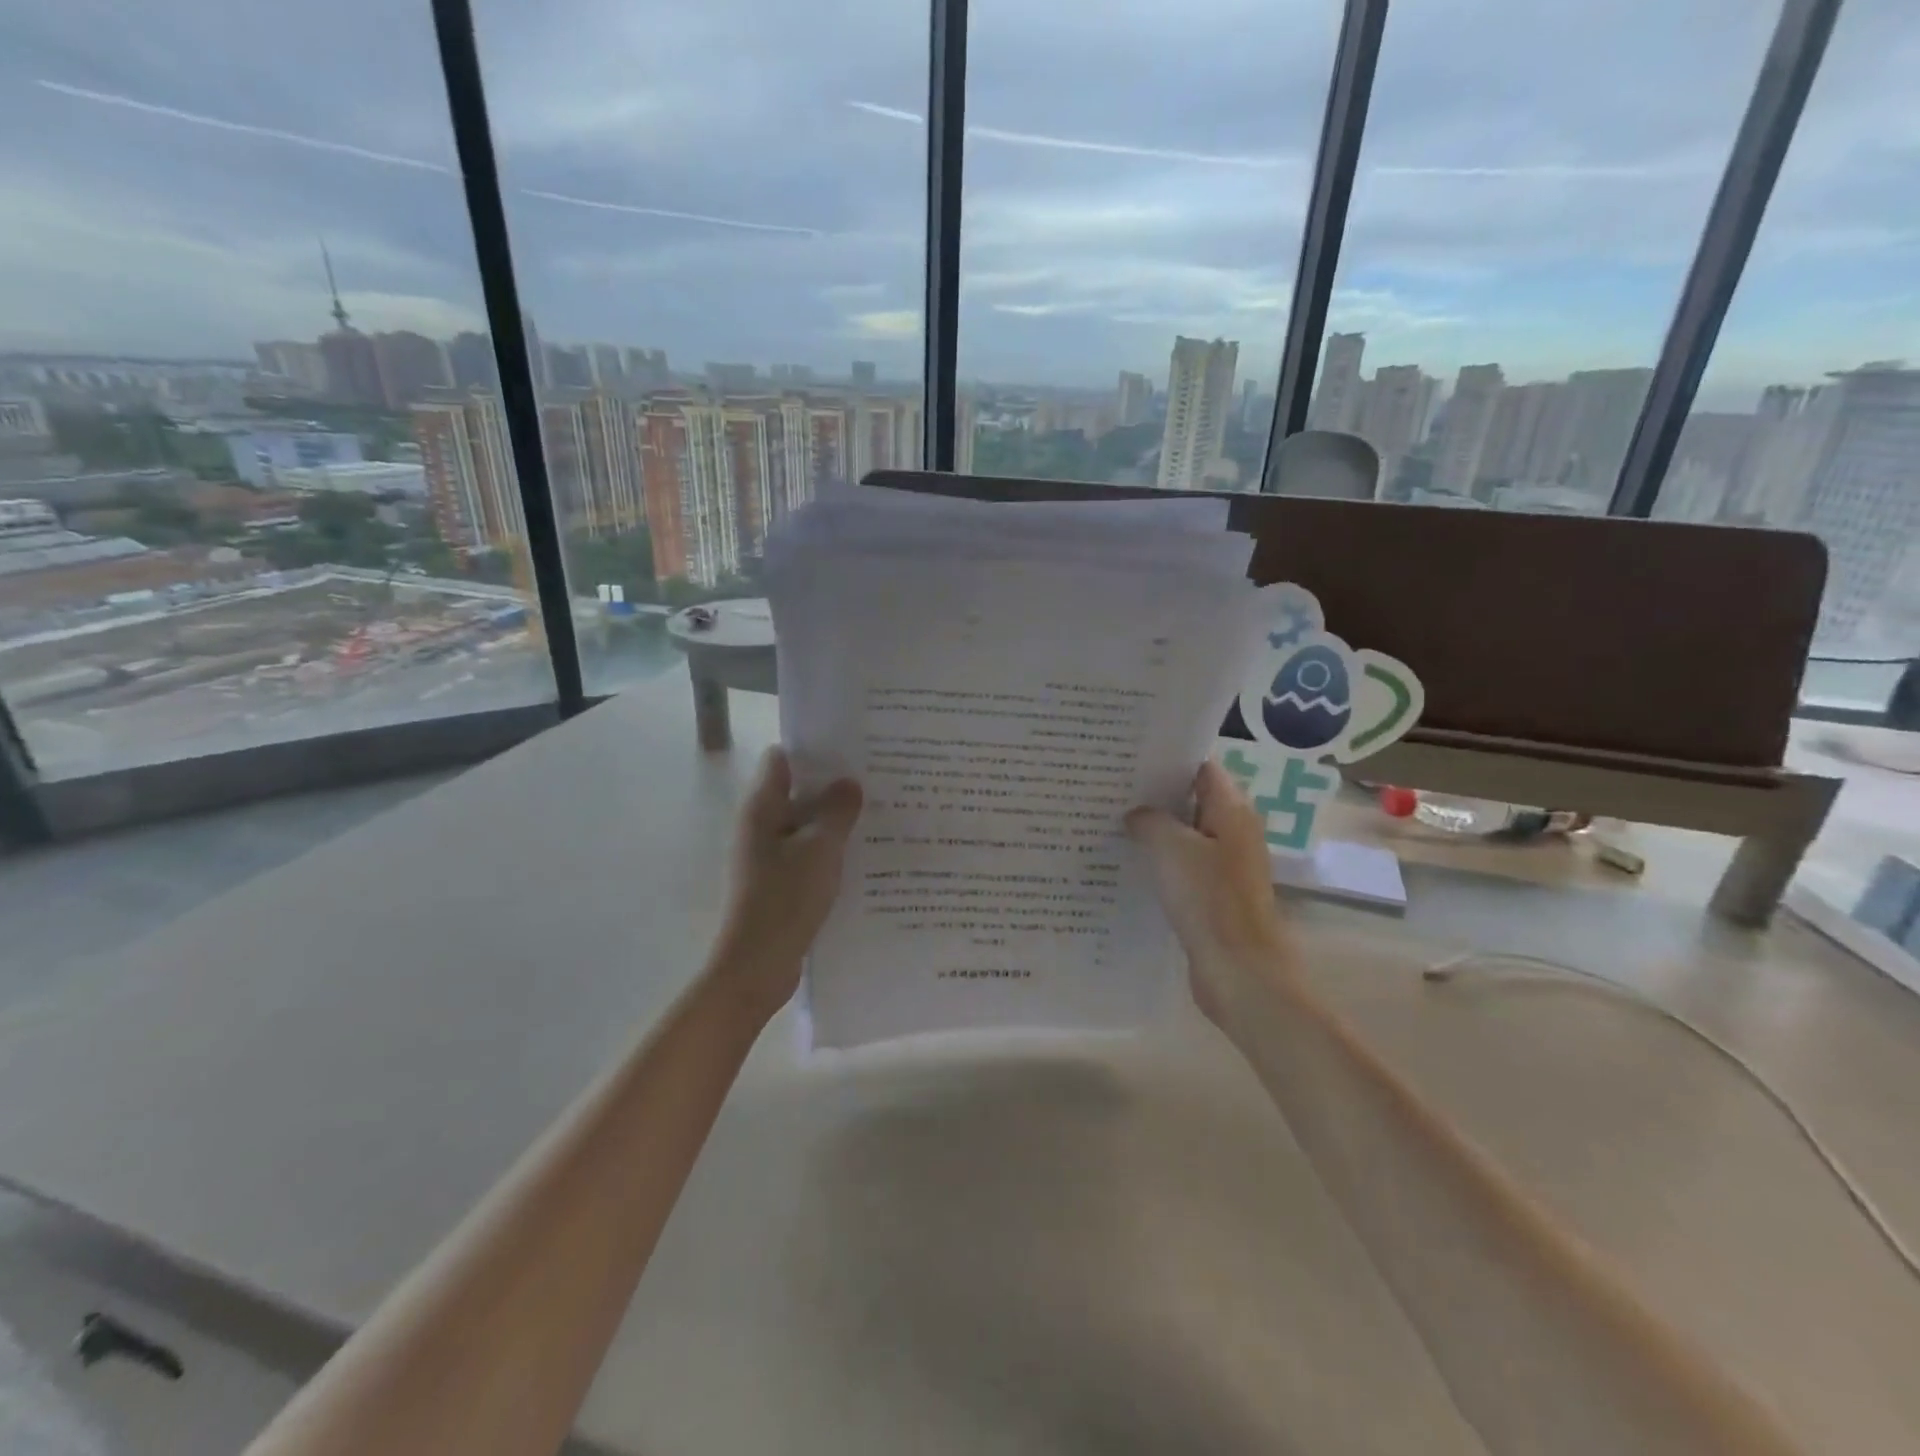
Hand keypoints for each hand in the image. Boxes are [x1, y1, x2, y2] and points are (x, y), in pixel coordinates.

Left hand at [709, 748, 862, 1018]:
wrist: (758, 966)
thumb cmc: (785, 899)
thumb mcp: (820, 849)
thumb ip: (837, 812)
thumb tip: (849, 783)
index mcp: (761, 809)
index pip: (782, 760)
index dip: (813, 750)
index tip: (851, 748)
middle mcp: (760, 827)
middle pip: (796, 792)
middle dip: (833, 786)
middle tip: (877, 780)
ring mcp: (768, 857)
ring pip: (805, 827)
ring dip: (835, 821)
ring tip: (879, 814)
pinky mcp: (779, 884)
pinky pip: (807, 856)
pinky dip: (830, 851)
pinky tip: (864, 855)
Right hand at [1126, 759, 1293, 1025]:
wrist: (1239, 971)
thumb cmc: (1209, 899)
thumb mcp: (1171, 848)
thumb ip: (1149, 820)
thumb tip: (1136, 814)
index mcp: (1232, 811)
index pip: (1201, 767)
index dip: (1168, 759)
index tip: (1129, 756)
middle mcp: (1233, 832)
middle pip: (1192, 799)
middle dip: (1154, 794)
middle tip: (1110, 786)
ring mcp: (1224, 865)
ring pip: (1185, 835)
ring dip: (1154, 829)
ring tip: (1109, 819)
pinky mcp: (1213, 895)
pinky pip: (1182, 866)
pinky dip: (1159, 860)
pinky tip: (1126, 862)